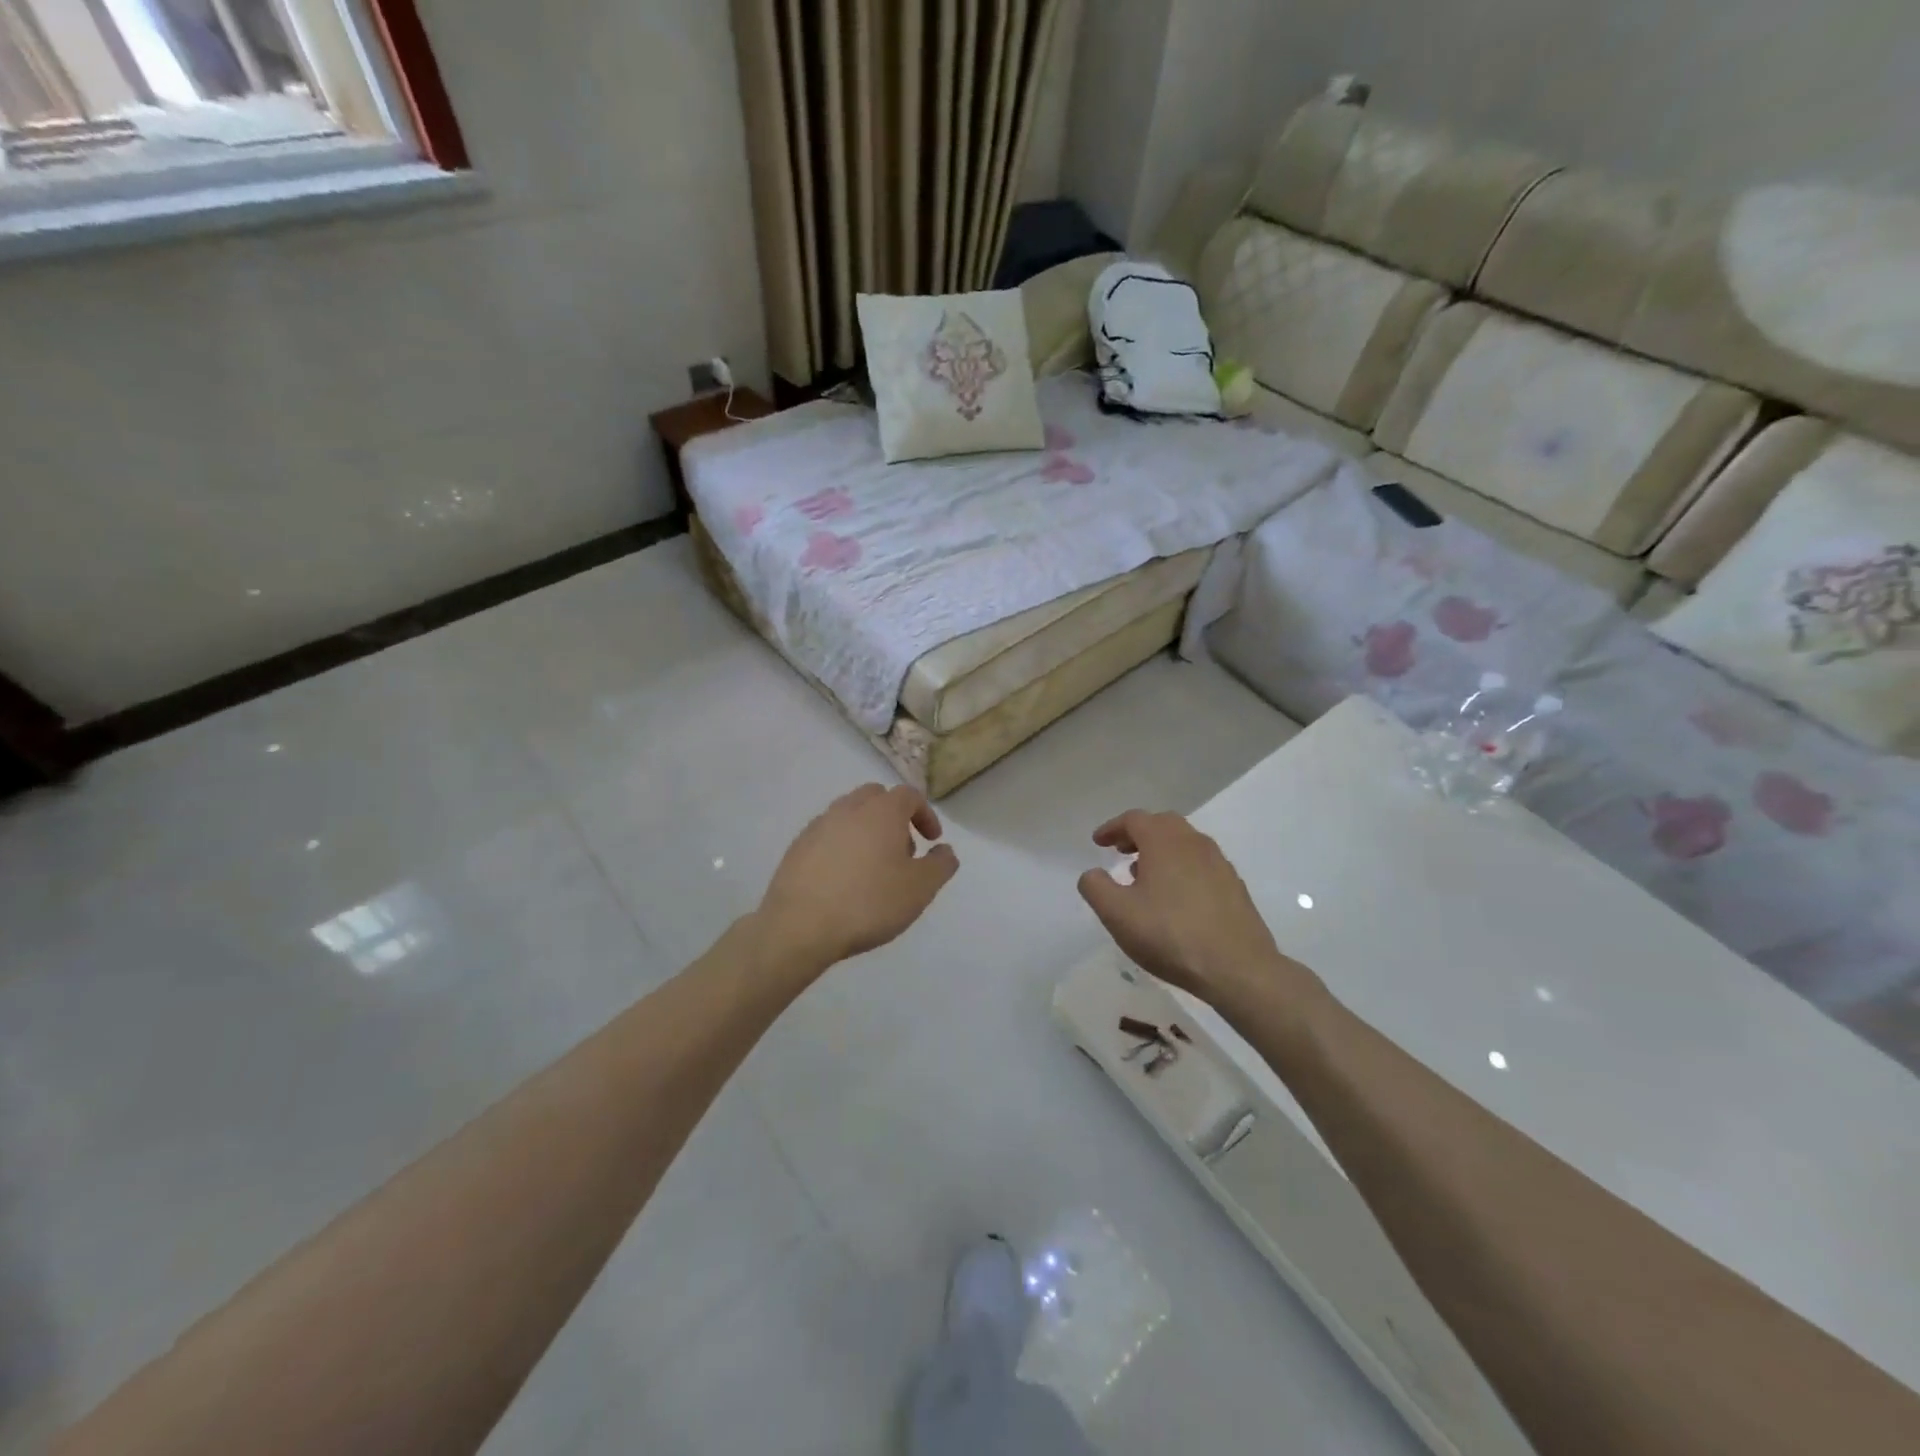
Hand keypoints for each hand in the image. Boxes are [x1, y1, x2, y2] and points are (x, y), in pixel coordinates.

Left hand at [757, 784, 959, 971]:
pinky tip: (843, 880)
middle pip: (876, 797)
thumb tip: (945, 850)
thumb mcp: (920, 889)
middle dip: (894, 817)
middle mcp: (848, 809)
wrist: (800, 925)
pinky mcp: (797, 848)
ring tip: (873, 868)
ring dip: (867, 831)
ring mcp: (818, 826)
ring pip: (849, 815)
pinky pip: (827, 836)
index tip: (931, 841)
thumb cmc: (869, 902)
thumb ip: (940, 865)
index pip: (909, 795)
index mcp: (881, 811)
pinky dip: (842, 847)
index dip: (925, 815)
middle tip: (902, 851)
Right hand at [1077, 810, 1308, 1009]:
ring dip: (1161, 850)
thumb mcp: (1117, 914)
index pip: (1134, 819)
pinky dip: (1181, 867)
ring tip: (1145, 875)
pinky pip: (1201, 863)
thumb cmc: (1170, 935)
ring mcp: (1219, 863)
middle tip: (1121, 852)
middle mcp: (1194, 842)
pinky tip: (1175, 896)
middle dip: (1138, 834)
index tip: (1098, 842)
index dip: (1112, 828)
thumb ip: (1096, 887)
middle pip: (1162, 824)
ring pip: (1184, 843)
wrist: (1238, 968)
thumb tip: (1093, 873)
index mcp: (1164, 841)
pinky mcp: (1234, 886)